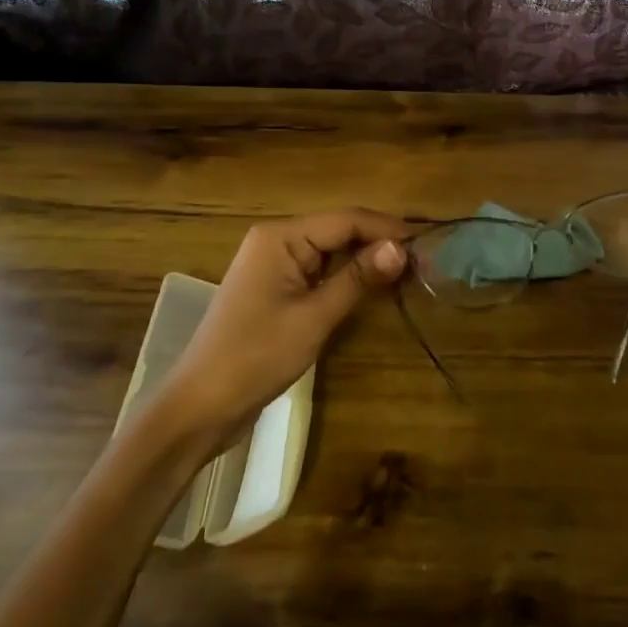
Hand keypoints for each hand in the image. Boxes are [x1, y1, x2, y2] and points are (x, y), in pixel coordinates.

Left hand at [155, 209, 406, 440]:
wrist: (200, 407)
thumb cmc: (255, 357)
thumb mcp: (314, 317)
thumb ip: (358, 279)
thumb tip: (402, 249)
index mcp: (281, 236)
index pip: (346, 219)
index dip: (388, 230)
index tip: (428, 246)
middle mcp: (277, 240)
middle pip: (340, 230)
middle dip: (380, 244)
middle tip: (423, 265)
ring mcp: (275, 265)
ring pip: (332, 251)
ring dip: (366, 261)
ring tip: (407, 275)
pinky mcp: (276, 288)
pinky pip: (320, 271)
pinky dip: (347, 277)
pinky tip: (372, 288)